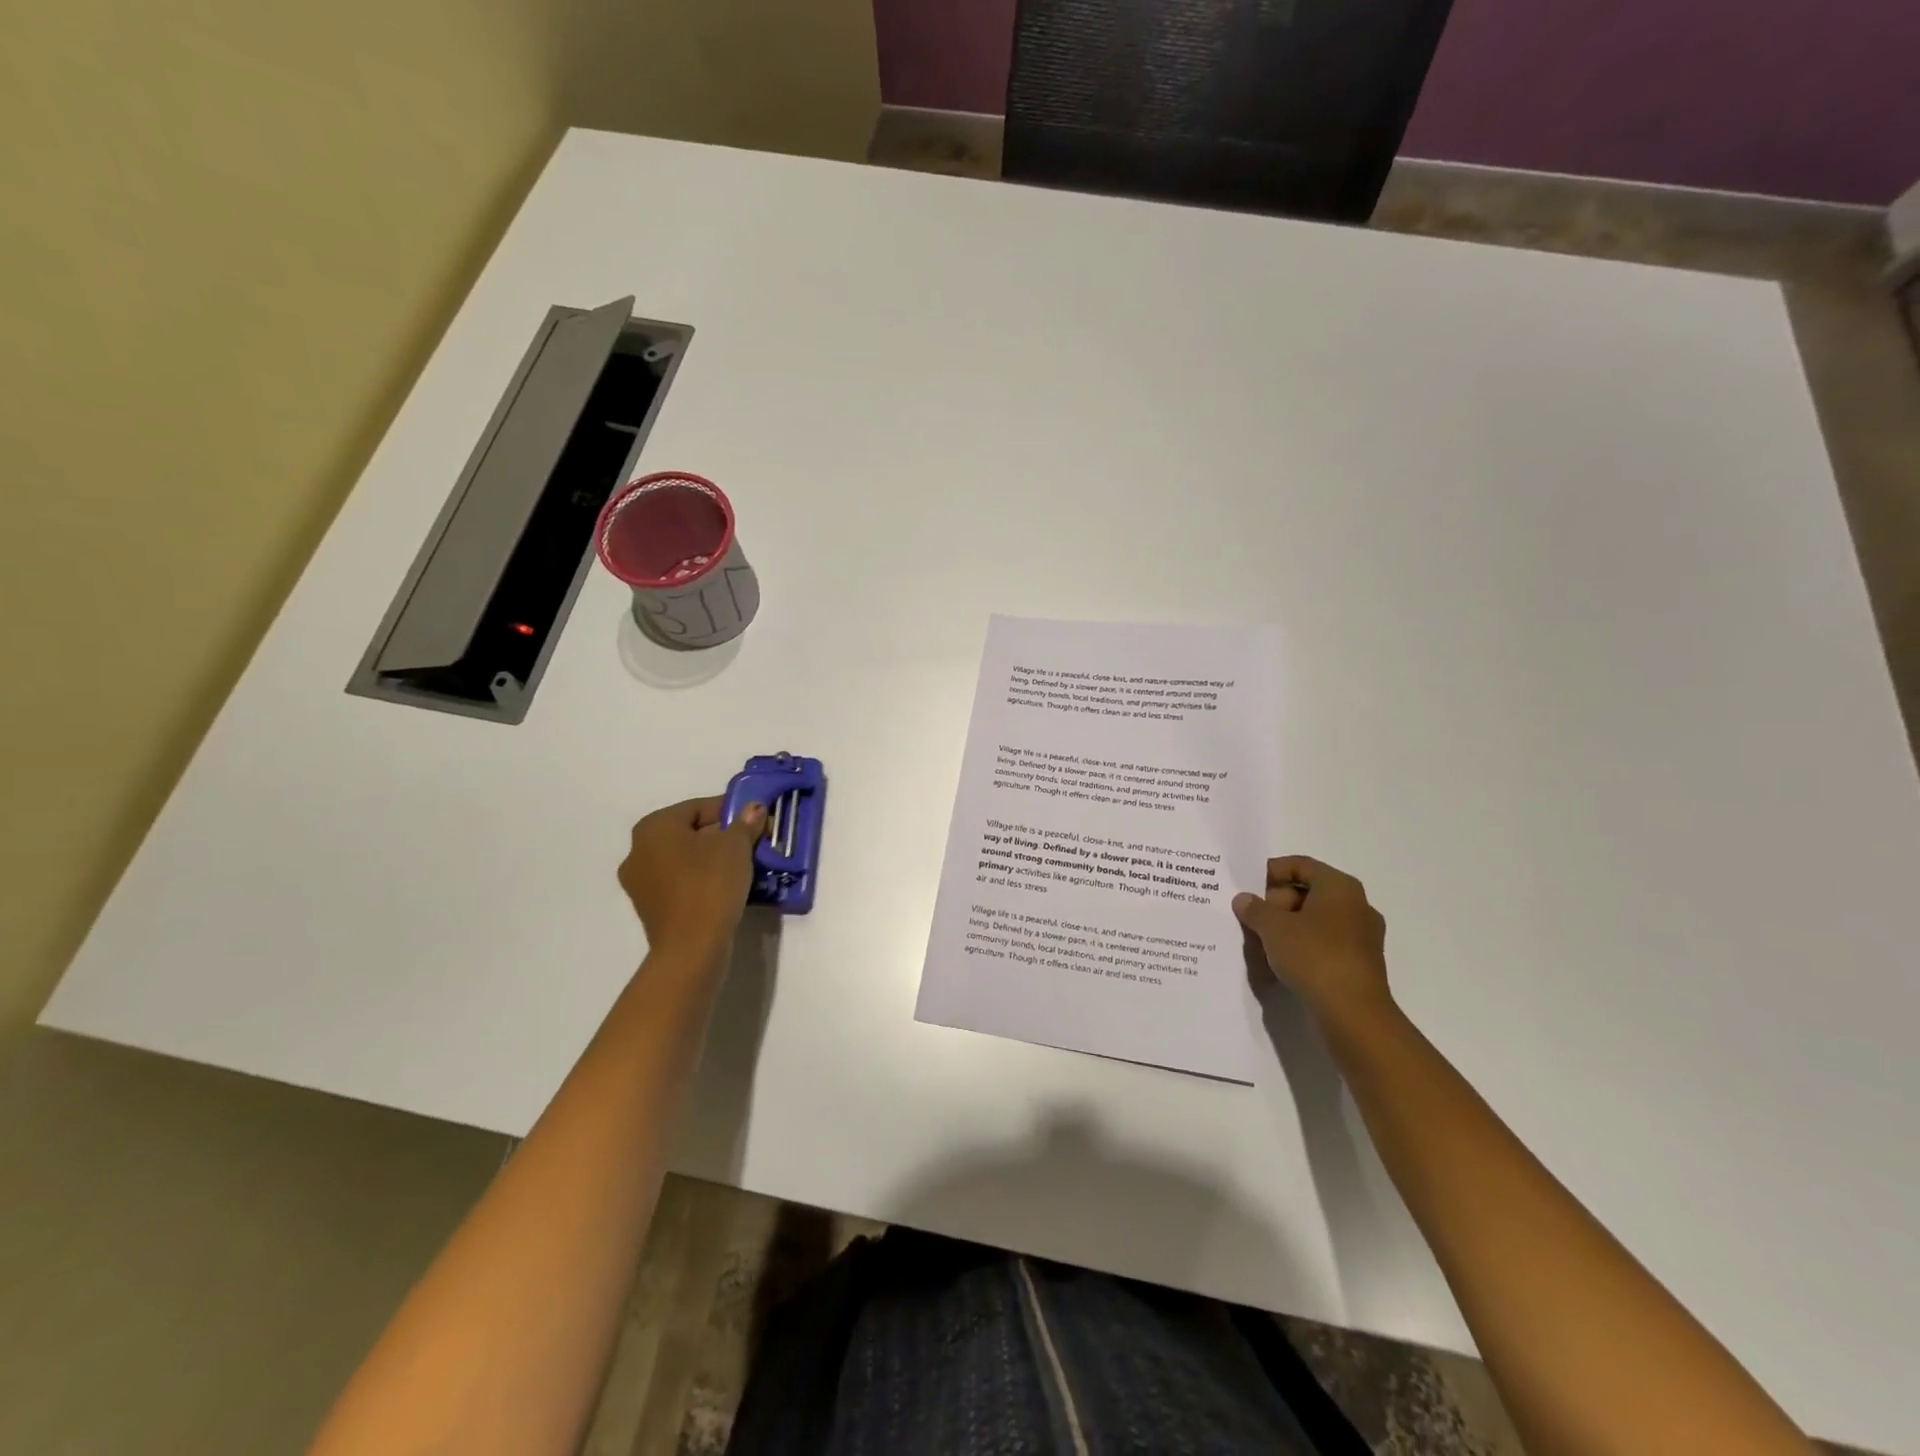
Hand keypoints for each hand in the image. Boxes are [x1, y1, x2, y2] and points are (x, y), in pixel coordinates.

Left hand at [618, 797, 765, 959]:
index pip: (699, 807)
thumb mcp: (736, 846)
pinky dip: (703, 879)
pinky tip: (728, 887)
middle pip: (691, 833)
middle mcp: (638, 850)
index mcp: (654, 827)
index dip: (733, 810)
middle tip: (755, 842)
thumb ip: (746, 822)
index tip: (758, 819)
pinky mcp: (650, 909)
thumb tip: (754, 807)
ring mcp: (640, 883)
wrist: (691, 947)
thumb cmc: (710, 884)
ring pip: (686, 859)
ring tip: (746, 865)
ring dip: (714, 858)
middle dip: (724, 835)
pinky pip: (681, 883)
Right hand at [1234, 856, 1391, 1028]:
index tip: (1247, 886)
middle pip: (1308, 893)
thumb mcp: (1273, 927)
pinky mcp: (1359, 964)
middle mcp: (1356, 906)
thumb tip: (1244, 900)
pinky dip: (1301, 947)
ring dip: (1286, 928)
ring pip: (1314, 921)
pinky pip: (1323, 944)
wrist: (1352, 1013)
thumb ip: (1255, 909)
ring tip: (1260, 942)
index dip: (1271, 871)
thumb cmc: (1313, 956)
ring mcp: (1361, 937)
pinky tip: (1280, 962)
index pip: (1301, 865)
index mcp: (1340, 887)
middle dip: (1275, 903)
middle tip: (1251, 918)